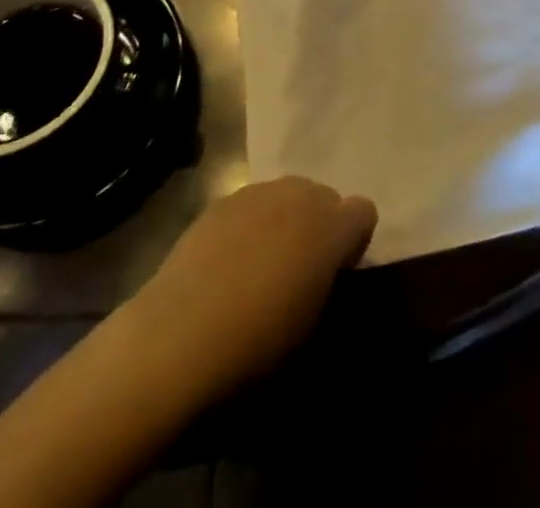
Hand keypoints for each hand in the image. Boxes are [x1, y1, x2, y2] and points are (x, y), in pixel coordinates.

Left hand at [138, 177, 377, 397]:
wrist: (176, 339)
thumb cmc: (254, 346)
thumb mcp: (311, 328)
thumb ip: (328, 284)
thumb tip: (322, 274)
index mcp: (329, 226)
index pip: (363, 212)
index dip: (354, 241)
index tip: (336, 273)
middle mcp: (299, 195)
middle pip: (325, 196)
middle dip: (319, 226)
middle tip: (300, 271)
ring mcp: (257, 192)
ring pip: (288, 195)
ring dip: (286, 220)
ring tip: (262, 265)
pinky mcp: (221, 201)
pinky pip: (252, 204)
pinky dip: (252, 224)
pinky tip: (228, 263)